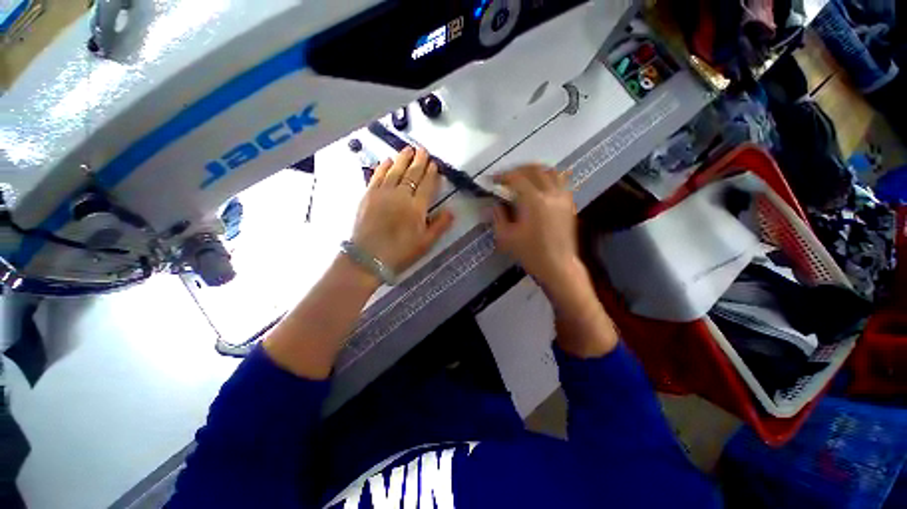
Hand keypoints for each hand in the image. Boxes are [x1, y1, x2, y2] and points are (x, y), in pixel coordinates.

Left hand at [350, 146, 453, 275]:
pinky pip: (377, 176)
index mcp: (416, 208)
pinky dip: (383, 167)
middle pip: (412, 174)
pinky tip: (387, 160)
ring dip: (402, 159)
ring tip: (408, 149)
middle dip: (419, 161)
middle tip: (423, 150)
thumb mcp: (425, 243)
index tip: (434, 164)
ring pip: (395, 171)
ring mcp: (383, 194)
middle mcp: (400, 196)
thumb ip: (439, 226)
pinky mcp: (368, 196)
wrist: (368, 258)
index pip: (426, 185)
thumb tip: (451, 211)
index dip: (431, 174)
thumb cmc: (400, 252)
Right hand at [492, 164, 578, 287]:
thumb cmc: (531, 253)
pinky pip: (560, 181)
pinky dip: (547, 178)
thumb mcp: (507, 237)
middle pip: (534, 169)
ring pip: (550, 171)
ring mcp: (563, 198)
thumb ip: (497, 217)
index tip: (493, 180)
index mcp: (534, 201)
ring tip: (523, 177)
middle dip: (518, 169)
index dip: (503, 176)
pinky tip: (539, 187)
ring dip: (534, 170)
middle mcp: (550, 194)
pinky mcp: (569, 204)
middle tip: (506, 177)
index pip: (517, 178)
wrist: (558, 266)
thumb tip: (491, 205)